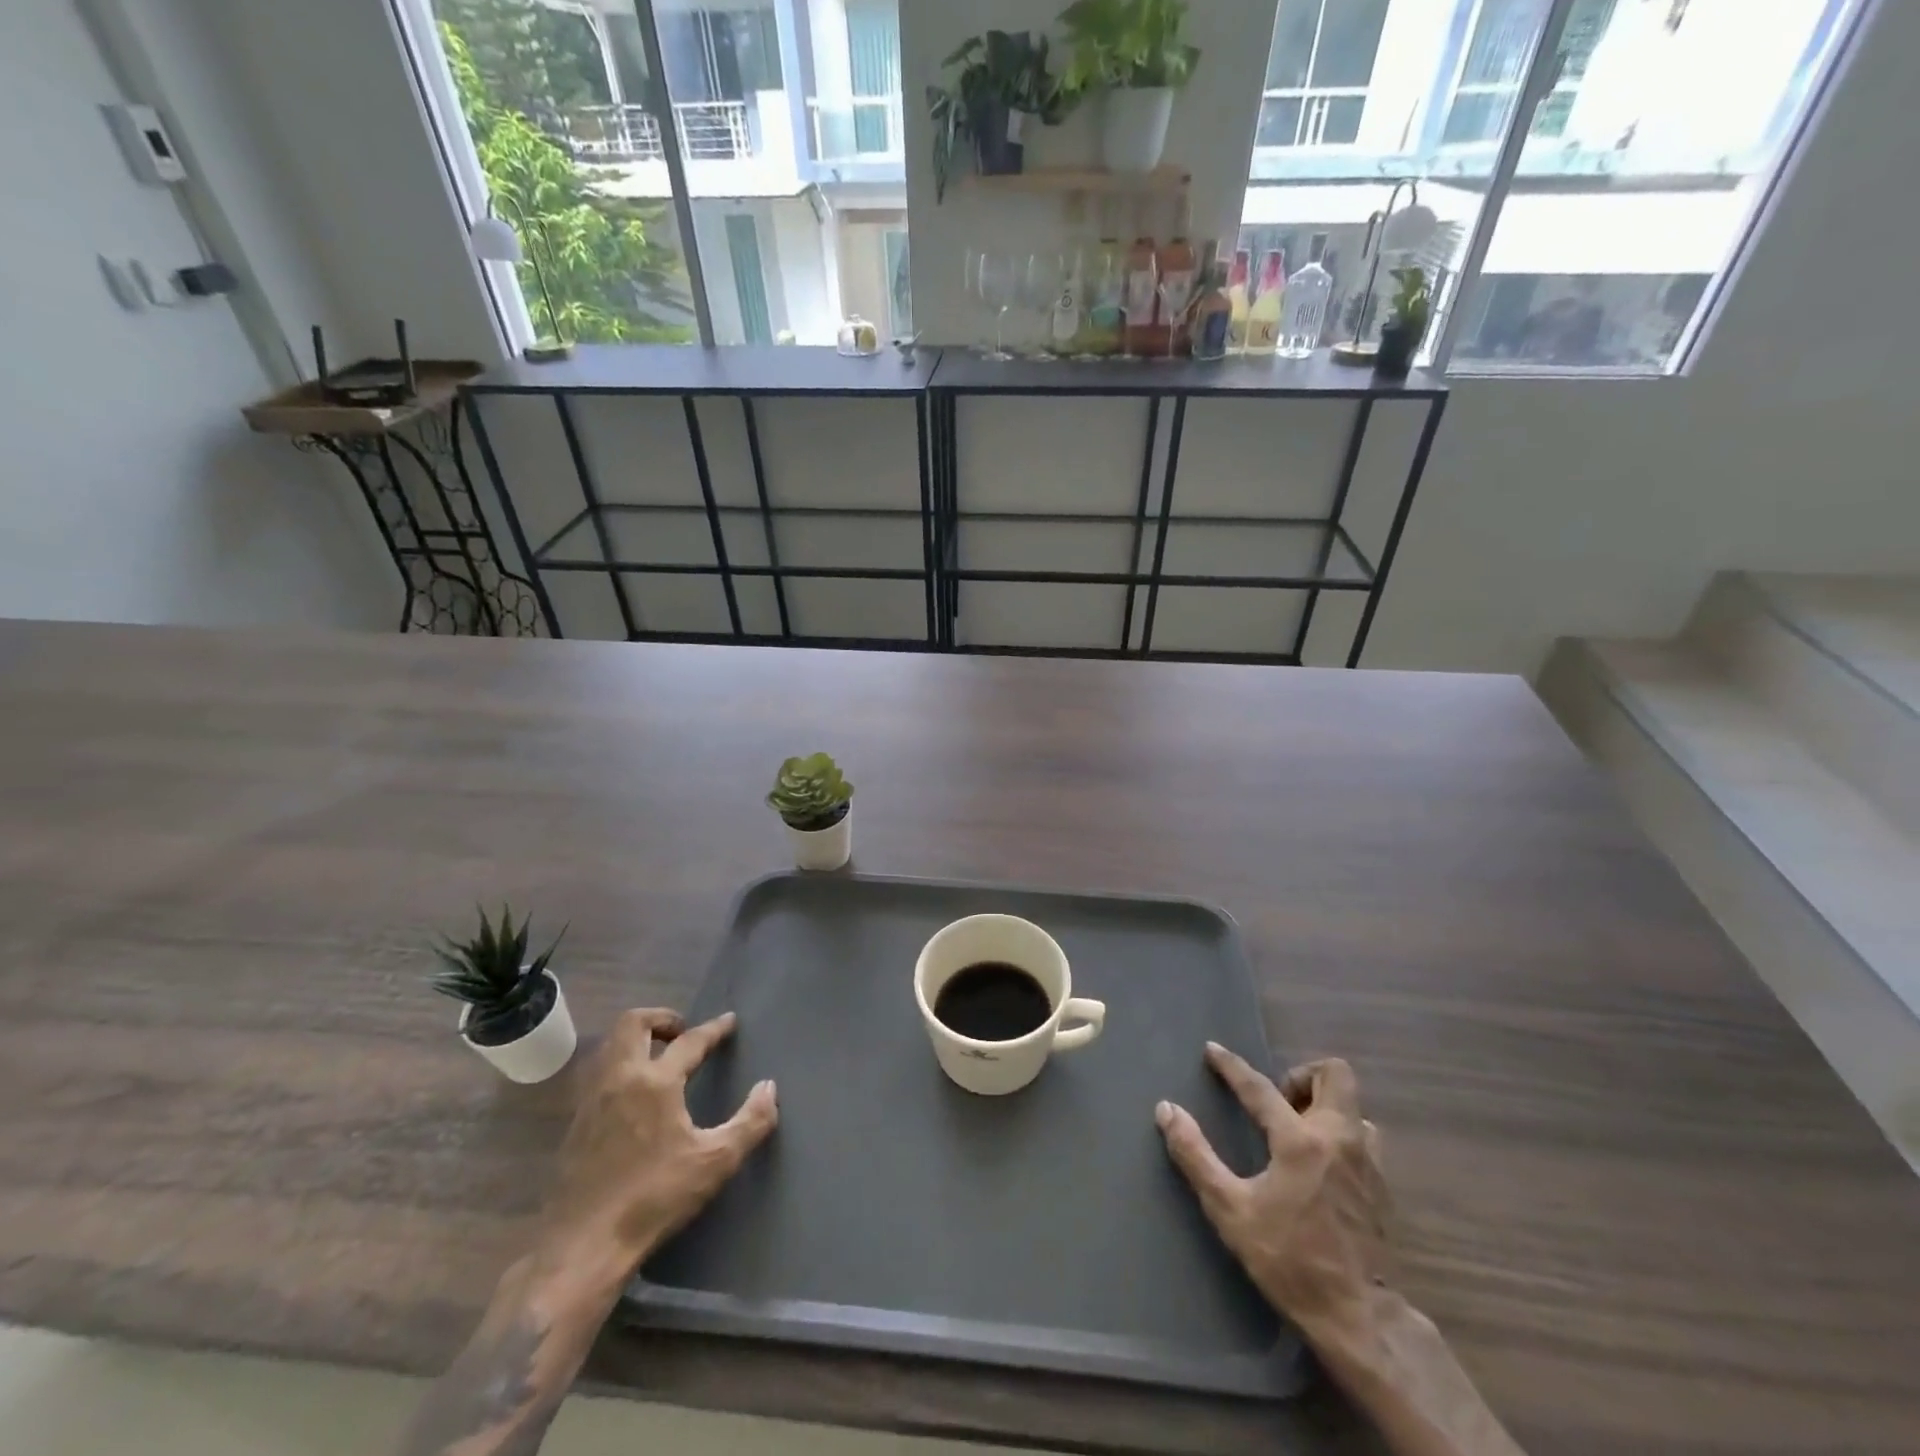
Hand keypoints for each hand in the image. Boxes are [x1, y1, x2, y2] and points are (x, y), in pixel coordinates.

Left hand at [540, 1009, 777, 1269]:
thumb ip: (750, 1121)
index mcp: (655, 1082)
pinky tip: (632, 1095)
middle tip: (682, 1030)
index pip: (689, 1041)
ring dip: (635, 1040)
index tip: (729, 1021)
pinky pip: (597, 1076)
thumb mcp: (715, 1162)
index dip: (713, 1029)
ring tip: (658, 1056)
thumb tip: (769, 1087)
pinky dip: (619, 1068)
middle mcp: (619, 1079)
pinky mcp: (574, 1126)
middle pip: (632, 1024)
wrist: (583, 1247)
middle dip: (660, 1017)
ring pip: (609, 1047)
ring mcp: (591, 1101)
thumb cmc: (655, 1198)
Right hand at [1156, 1046, 1387, 1329]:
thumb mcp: (1230, 1210)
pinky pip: (1364, 1139)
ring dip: (1324, 1106)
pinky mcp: (1383, 1188)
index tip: (1213, 1050)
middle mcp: (1340, 1139)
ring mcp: (1368, 1162)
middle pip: (1334, 1075)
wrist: (1361, 1320)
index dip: (1231, 1066)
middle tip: (1276, 1101)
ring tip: (1297, 1132)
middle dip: (1301, 1076)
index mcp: (1300, 1141)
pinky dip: (1340, 1136)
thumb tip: (1167, 1110)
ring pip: (1353, 1107)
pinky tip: (1321, 1166)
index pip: (1259, 1087)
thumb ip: (1196, 1156)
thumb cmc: (1289, 1261)